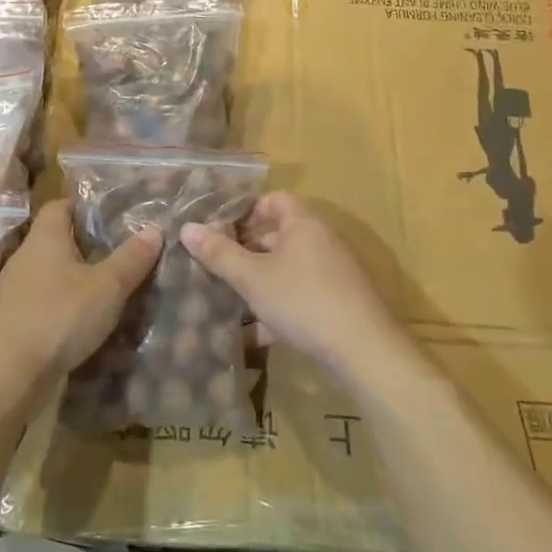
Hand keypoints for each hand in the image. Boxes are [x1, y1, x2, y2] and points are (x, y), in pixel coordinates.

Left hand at [0, 201, 160, 382]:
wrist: (3, 376)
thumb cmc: (57, 315)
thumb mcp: (106, 286)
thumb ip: (131, 258)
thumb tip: (155, 229)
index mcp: (45, 237)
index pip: (61, 205)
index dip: (86, 206)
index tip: (115, 214)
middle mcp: (27, 258)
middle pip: (59, 242)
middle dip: (89, 247)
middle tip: (126, 253)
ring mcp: (17, 293)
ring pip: (54, 277)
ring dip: (79, 282)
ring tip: (115, 290)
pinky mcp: (16, 325)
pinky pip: (48, 307)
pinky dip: (68, 311)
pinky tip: (91, 324)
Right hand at [181, 193, 407, 381]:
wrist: (364, 350)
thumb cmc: (302, 300)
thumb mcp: (252, 278)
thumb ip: (219, 253)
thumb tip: (187, 227)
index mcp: (303, 223)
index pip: (273, 200)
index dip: (246, 210)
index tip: (220, 228)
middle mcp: (321, 241)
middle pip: (279, 236)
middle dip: (247, 251)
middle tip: (217, 265)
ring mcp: (334, 273)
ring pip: (288, 270)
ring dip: (261, 283)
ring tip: (229, 300)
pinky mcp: (340, 303)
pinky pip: (301, 297)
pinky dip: (279, 309)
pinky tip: (256, 335)